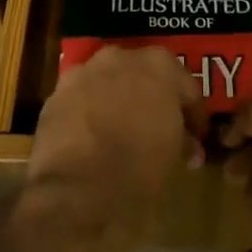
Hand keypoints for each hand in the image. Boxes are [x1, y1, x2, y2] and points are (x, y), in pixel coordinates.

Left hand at [19, 46, 203, 250]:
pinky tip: (93, 138)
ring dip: (119, 100)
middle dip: (153, 99)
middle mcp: (121, 57)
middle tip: (160, 129)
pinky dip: (90, 112)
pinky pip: (83, 98)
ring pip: (110, 82)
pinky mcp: (56, 94)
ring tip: (123, 132)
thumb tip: (186, 145)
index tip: (195, 138)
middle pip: (145, 75)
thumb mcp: (173, 159)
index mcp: (159, 66)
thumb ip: (182, 141)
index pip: (187, 87)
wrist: (75, 194)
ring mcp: (84, 72)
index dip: (194, 115)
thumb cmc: (137, 173)